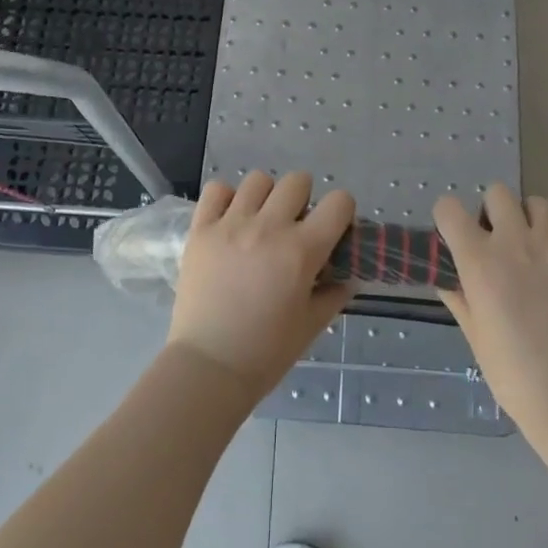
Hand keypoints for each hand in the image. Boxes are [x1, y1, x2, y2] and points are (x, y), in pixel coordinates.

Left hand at [169, 171, 354, 401]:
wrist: (209, 367)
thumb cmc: (267, 352)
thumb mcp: (312, 325)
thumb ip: (334, 294)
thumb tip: (347, 277)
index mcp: (302, 250)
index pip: (339, 202)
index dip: (341, 212)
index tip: (333, 229)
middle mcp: (269, 227)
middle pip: (298, 181)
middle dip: (304, 199)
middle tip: (295, 226)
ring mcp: (231, 225)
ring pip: (258, 180)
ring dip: (266, 196)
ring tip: (260, 221)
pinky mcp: (200, 230)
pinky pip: (216, 190)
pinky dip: (226, 199)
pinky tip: (229, 220)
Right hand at [433, 184, 547, 436]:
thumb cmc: (512, 371)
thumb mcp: (473, 333)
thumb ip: (458, 296)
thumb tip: (448, 277)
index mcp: (478, 260)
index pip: (449, 209)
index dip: (448, 217)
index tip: (454, 232)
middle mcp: (514, 242)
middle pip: (498, 193)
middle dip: (492, 211)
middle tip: (497, 239)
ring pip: (538, 203)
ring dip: (529, 219)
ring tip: (532, 245)